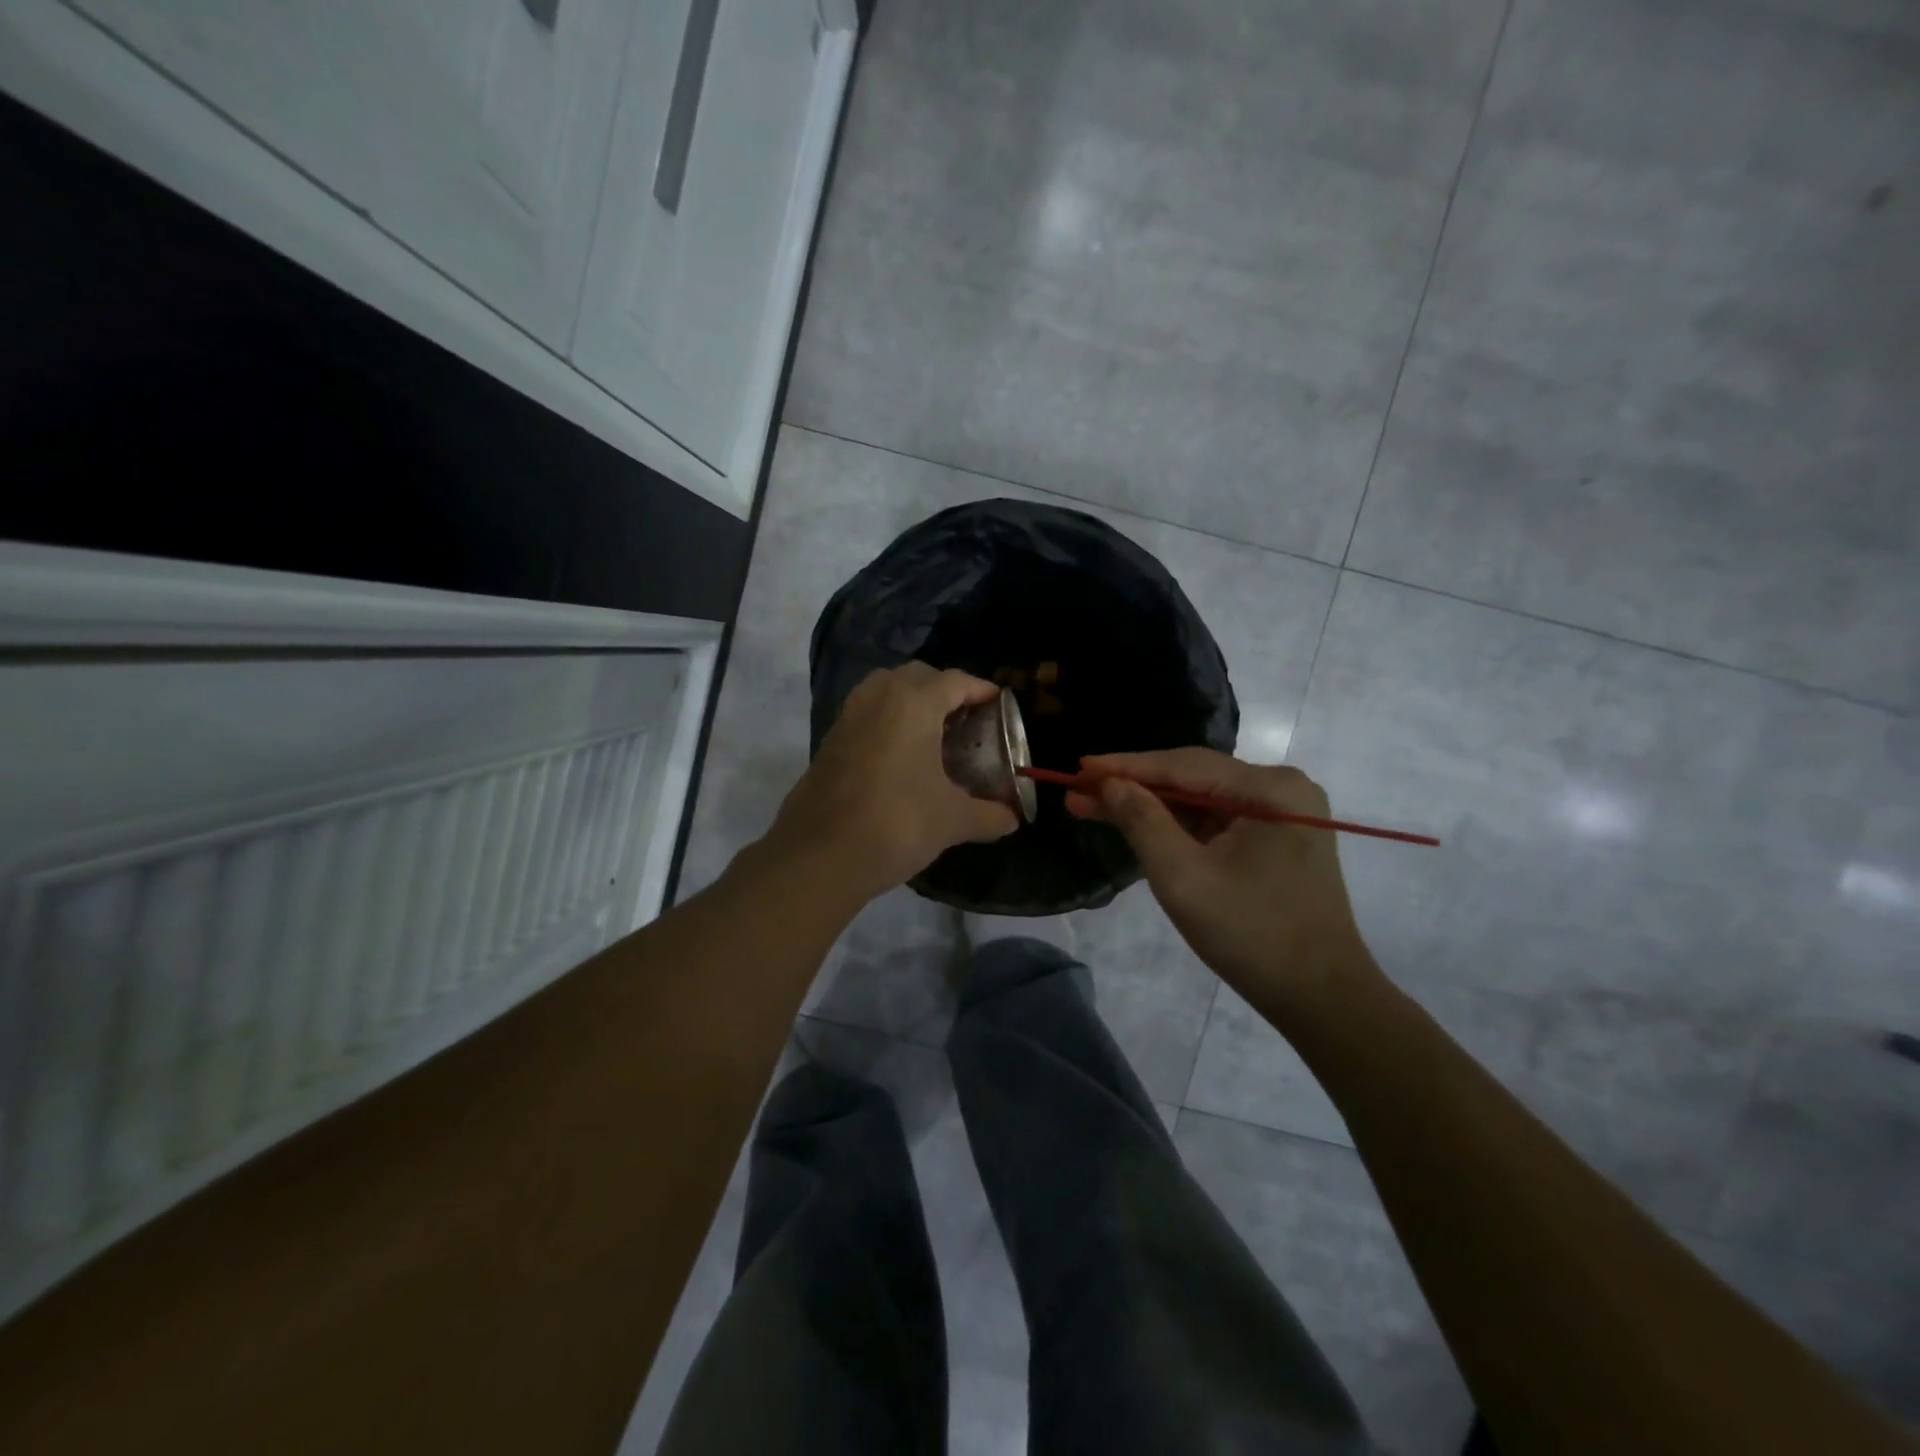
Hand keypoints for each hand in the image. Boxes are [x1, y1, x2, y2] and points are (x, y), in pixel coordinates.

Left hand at [766, 663, 1018, 901]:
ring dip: (911, 701)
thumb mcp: (951, 820)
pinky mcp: (830, 741)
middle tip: (967, 719)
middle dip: (944, 690)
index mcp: (912, 704)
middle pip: (917, 677)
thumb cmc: (896, 824)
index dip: (980, 690)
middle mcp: (878, 698)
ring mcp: (848, 717)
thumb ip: (987, 815)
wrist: (819, 856)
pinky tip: (901, 756)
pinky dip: (887, 721)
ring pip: (885, 690)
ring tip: (933, 733)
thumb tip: (1012, 819)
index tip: (999, 704)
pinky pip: (866, 714)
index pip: (955, 681)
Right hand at [1066, 748, 1379, 1015]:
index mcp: (1270, 788)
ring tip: (1093, 807)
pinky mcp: (1276, 839)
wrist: (1321, 997)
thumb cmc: (1251, 935)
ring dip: (1150, 806)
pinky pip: (1216, 821)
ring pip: (1201, 800)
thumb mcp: (1183, 877)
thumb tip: (1109, 784)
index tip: (1078, 767)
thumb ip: (1142, 821)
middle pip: (1192, 777)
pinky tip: (1137, 825)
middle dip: (1133, 786)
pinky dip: (1176, 826)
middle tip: (1079, 791)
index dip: (1125, 766)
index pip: (1183, 765)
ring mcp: (1282, 814)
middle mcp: (1282, 788)